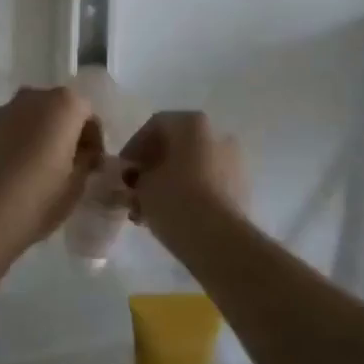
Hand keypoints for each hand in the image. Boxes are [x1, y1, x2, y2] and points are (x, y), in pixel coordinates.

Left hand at [0, 86, 100, 254]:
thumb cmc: (42, 194)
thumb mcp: (78, 182)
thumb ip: (88, 159)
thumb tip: (87, 152)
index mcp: (66, 104)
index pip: (89, 114)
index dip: (94, 139)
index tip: (93, 164)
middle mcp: (37, 95)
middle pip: (62, 108)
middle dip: (69, 131)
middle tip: (72, 162)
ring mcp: (10, 107)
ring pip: (37, 115)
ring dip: (45, 132)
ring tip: (46, 164)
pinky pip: (17, 125)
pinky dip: (24, 138)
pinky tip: (23, 165)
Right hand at [123, 111, 246, 246]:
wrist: (219, 240)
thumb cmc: (175, 200)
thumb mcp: (142, 185)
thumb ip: (136, 175)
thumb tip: (138, 177)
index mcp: (191, 123)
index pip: (155, 126)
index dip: (134, 147)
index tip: (122, 170)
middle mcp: (217, 134)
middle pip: (176, 146)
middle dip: (153, 167)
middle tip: (135, 190)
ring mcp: (234, 162)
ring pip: (193, 167)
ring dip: (170, 183)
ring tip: (149, 211)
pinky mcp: (241, 189)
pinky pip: (208, 185)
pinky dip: (189, 195)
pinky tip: (171, 217)